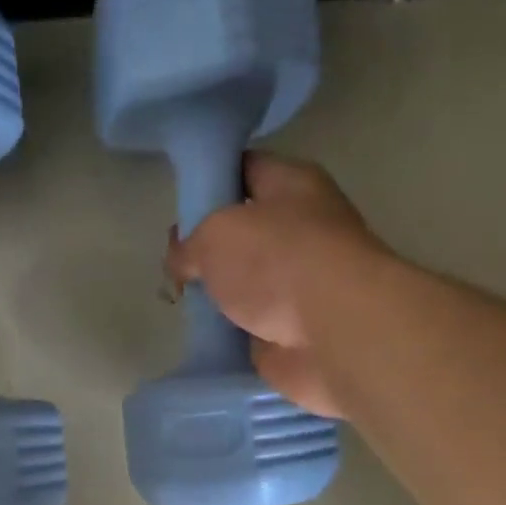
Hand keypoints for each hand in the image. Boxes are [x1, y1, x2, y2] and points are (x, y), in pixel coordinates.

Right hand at [166, 154, 389, 417]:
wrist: (331, 331)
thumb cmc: (277, 261)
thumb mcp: (214, 234)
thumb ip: (189, 243)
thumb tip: (181, 262)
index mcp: (292, 186)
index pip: (245, 169)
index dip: (210, 181)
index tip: (179, 204)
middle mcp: (301, 229)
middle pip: (243, 231)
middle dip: (207, 247)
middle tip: (174, 263)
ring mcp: (298, 284)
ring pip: (244, 282)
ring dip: (216, 294)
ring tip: (181, 302)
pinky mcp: (291, 330)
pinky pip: (249, 326)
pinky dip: (228, 332)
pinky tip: (203, 335)